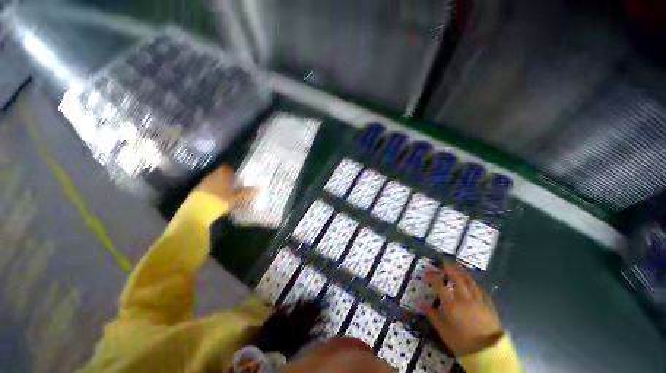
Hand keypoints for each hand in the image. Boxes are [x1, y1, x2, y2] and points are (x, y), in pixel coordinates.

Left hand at [195, 164, 256, 208]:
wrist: (197, 212)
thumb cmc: (219, 202)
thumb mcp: (236, 198)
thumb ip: (247, 193)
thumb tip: (258, 188)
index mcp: (221, 175)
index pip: (226, 167)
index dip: (232, 170)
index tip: (237, 174)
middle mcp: (211, 176)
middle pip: (219, 174)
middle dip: (226, 178)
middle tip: (234, 183)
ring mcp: (202, 184)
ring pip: (213, 180)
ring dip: (218, 184)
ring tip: (226, 191)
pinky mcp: (196, 192)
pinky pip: (207, 188)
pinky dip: (212, 190)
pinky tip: (216, 197)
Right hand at [422, 264, 503, 355]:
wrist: (489, 354)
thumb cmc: (463, 343)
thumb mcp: (444, 331)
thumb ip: (433, 316)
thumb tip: (421, 305)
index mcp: (452, 305)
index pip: (439, 285)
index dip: (432, 277)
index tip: (427, 273)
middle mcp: (465, 299)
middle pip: (457, 279)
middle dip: (449, 269)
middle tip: (444, 264)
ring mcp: (478, 301)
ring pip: (470, 282)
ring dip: (462, 272)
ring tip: (457, 266)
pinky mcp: (489, 305)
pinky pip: (481, 290)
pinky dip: (475, 283)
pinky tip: (473, 282)